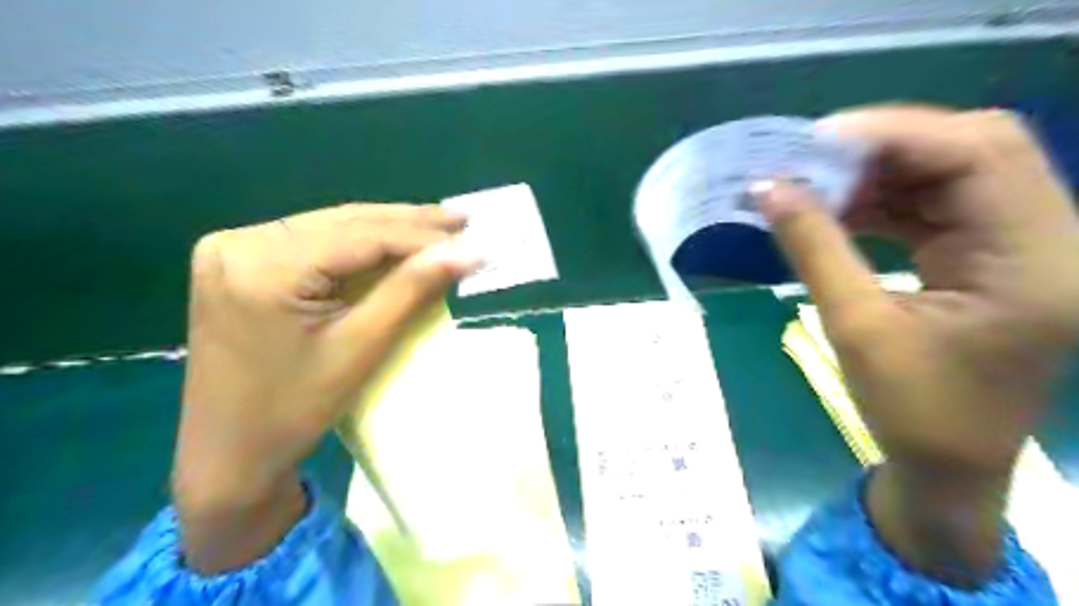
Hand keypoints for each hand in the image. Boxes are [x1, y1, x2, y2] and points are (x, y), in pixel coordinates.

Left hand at [170, 205, 474, 571]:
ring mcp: (233, 248)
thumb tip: (467, 252)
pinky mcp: (239, 261)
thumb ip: (412, 290)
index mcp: (263, 266)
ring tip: (438, 227)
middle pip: (345, 223)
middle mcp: (240, 242)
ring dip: (387, 230)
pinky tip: (391, 243)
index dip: (423, 237)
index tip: (473, 238)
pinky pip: (313, 242)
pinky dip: (358, 245)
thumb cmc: (296, 409)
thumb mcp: (362, 347)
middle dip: (409, 224)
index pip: (362, 237)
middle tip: (462, 221)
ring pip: (331, 228)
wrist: (229, 451)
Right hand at [758, 106, 1078, 584]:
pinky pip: (937, 205)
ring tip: (814, 187)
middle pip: (973, 149)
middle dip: (884, 148)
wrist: (949, 465)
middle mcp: (1045, 237)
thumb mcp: (856, 327)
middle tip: (811, 160)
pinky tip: (837, 211)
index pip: (978, 152)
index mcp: (1034, 259)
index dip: (893, 134)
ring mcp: (1021, 245)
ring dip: (878, 175)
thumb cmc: (912, 410)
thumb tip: (766, 190)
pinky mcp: (990, 256)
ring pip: (951, 173)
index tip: (814, 142)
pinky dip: (884, 201)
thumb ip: (814, 248)